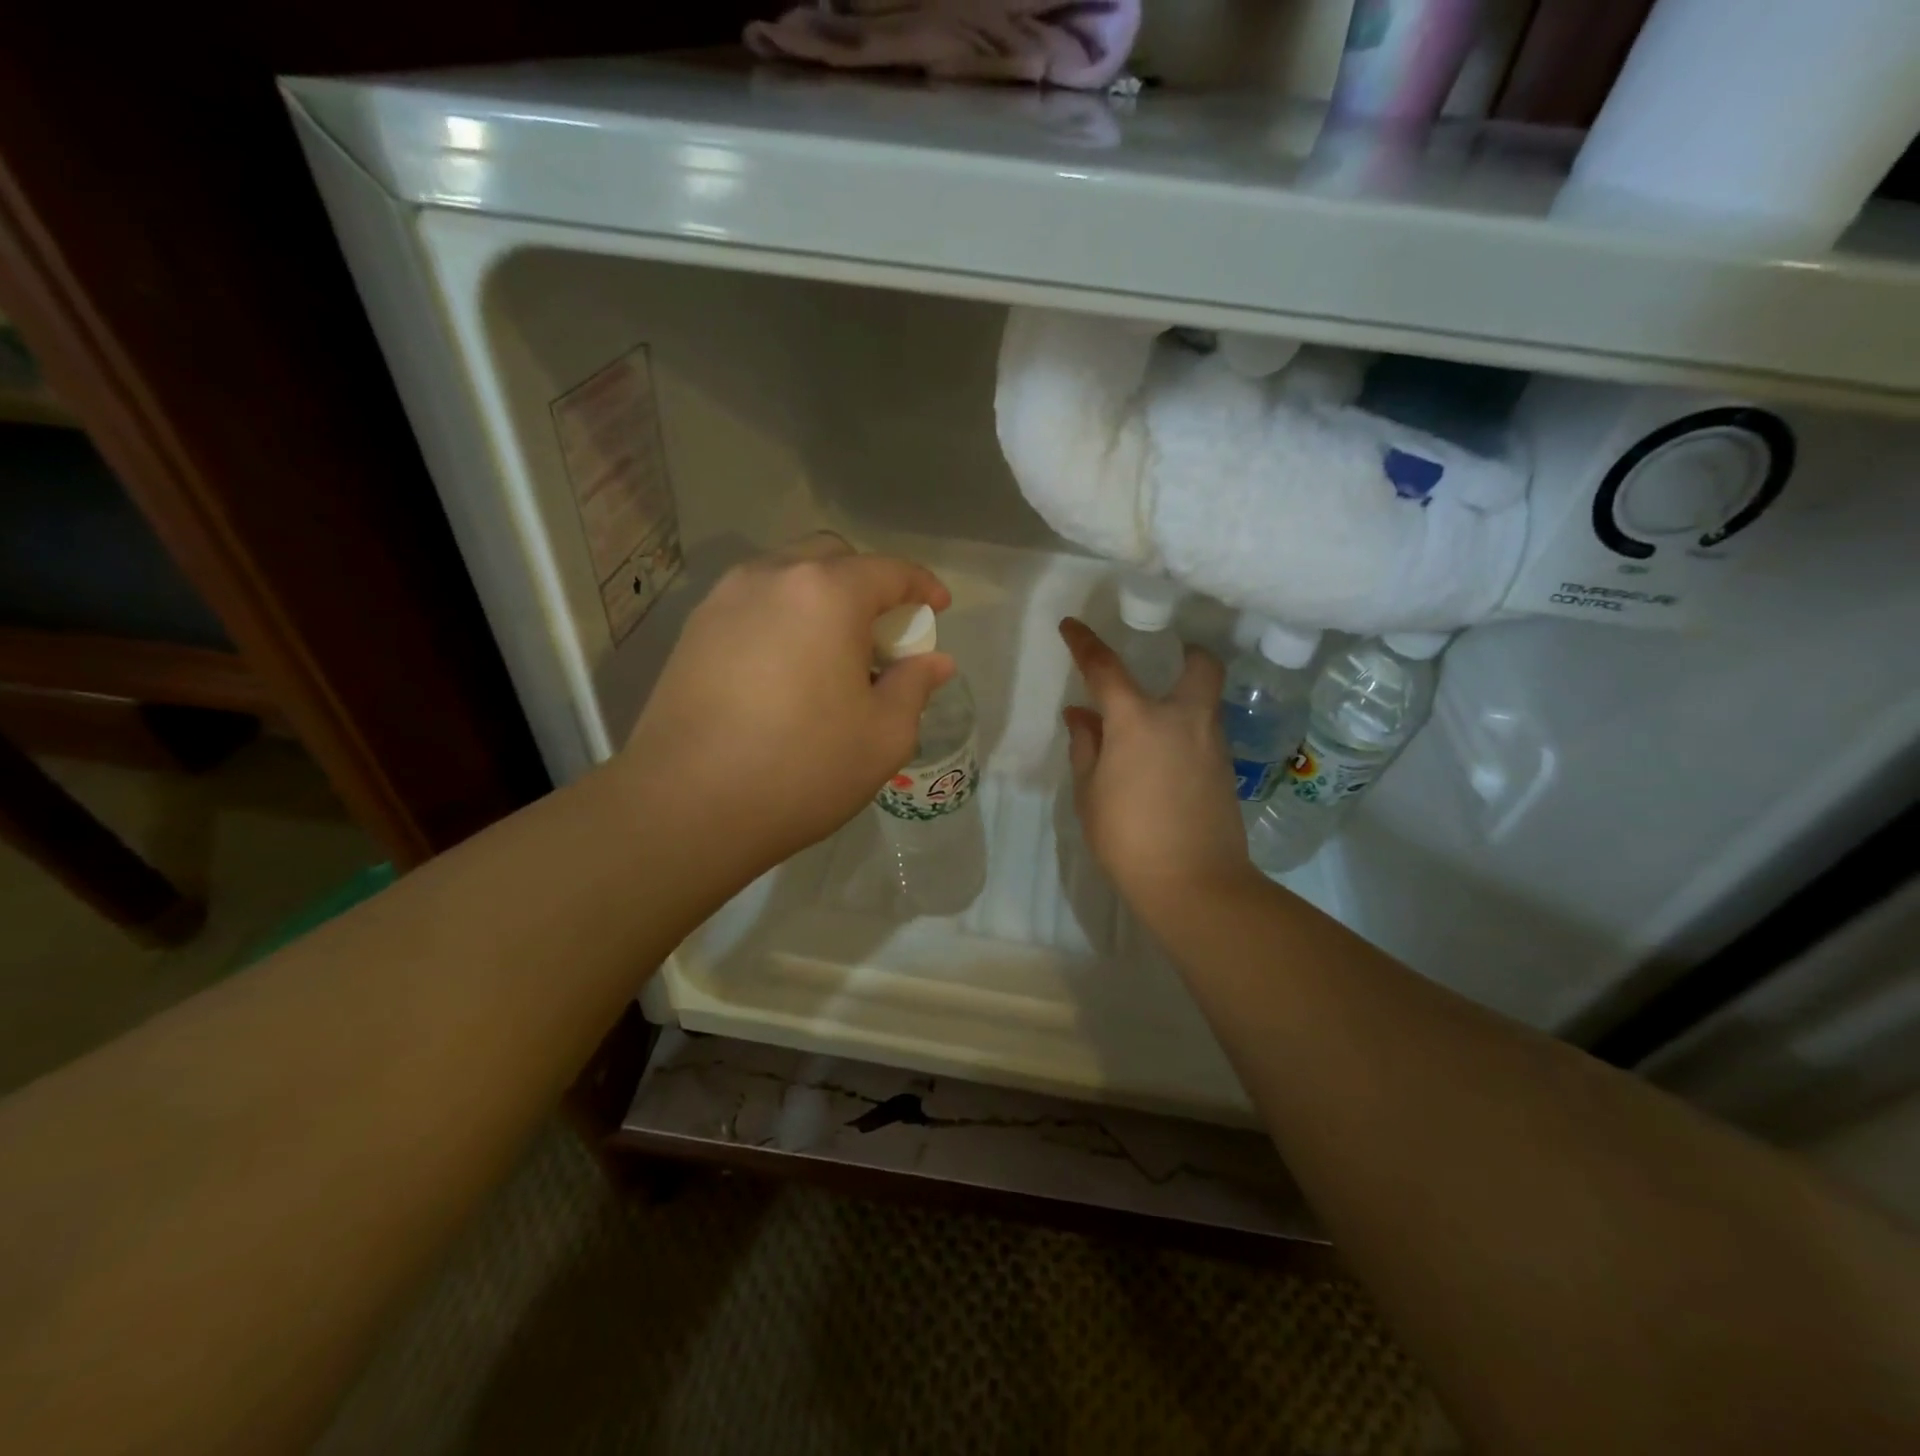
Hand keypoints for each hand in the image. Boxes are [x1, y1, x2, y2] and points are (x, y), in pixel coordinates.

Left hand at [619, 534, 952, 874]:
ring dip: (821, 598)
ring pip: (786, 576)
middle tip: (881, 635)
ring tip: (832, 653)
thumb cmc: (802, 768)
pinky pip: (753, 604)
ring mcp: (724, 600)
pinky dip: (783, 617)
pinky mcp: (693, 631)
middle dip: (867, 585)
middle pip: (832, 558)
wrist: (686, 806)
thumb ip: (914, 686)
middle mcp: (771, 578)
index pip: (889, 571)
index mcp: (827, 594)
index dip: (922, 586)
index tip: (938, 609)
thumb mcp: (883, 736)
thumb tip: (935, 662)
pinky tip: (787, 669)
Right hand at [1059, 617, 1258, 923]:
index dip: (1085, 643)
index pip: (1106, 667)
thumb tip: (1081, 716)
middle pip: (1200, 664)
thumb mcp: (1090, 793)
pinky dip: (1188, 730)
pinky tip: (1168, 757)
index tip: (1071, 626)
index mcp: (1138, 720)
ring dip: (1185, 696)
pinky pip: (1207, 731)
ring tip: (1155, 721)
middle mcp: (1183, 718)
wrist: (1195, 883)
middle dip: (1186, 653)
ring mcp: (1212, 742)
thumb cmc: (1128, 837)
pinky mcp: (1227, 769)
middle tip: (1165, 662)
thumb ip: (1086, 746)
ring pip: (1207, 699)